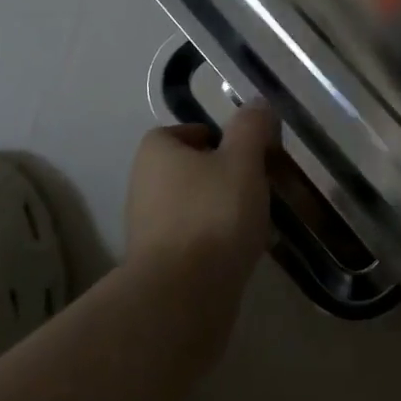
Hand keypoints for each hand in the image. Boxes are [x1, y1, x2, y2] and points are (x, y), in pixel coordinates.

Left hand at [124, 106, 277, 291]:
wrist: (182, 297)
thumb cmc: (213, 214)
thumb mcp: (243, 160)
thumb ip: (251, 127)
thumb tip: (257, 103)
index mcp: (156, 152)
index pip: (186, 132)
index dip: (218, 138)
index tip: (247, 154)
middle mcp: (143, 185)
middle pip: (191, 170)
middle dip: (223, 176)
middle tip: (257, 185)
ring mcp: (146, 228)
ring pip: (193, 206)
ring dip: (221, 210)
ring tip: (256, 221)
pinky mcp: (157, 265)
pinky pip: (192, 240)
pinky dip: (215, 242)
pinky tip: (241, 252)